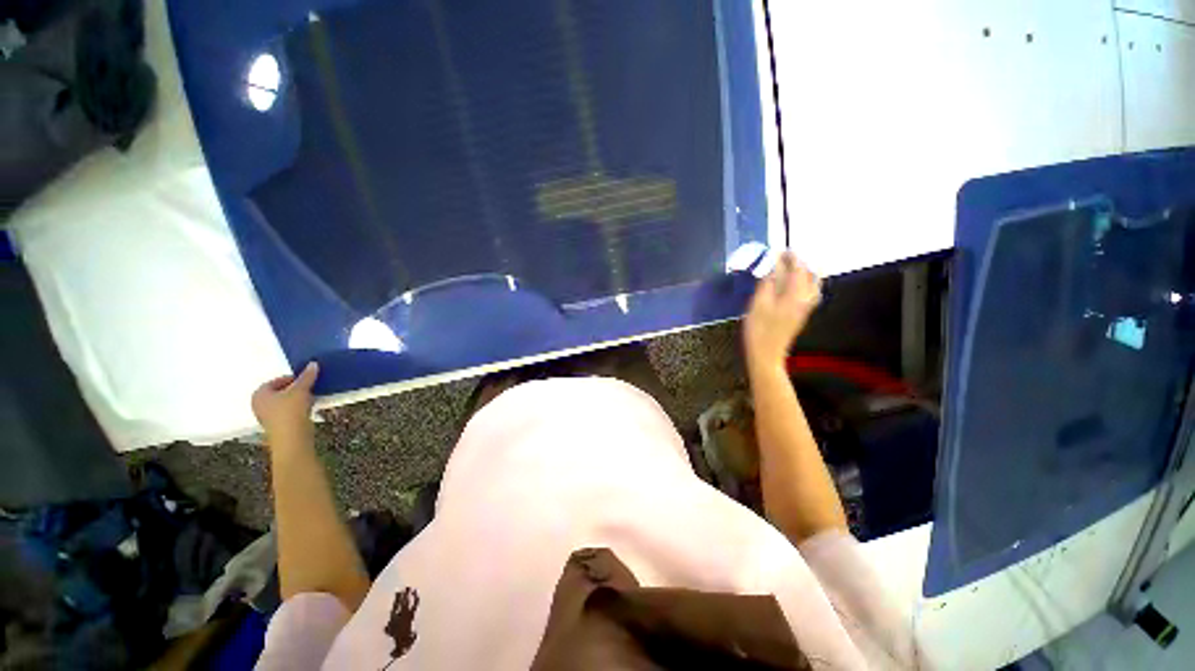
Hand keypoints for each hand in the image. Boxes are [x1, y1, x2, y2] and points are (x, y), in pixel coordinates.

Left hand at [252, 362, 318, 443]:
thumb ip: (307, 376)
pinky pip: (287, 412)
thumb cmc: (290, 411)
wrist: (291, 437)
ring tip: (311, 398)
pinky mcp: (277, 426)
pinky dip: (297, 409)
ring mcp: (267, 417)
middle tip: (309, 388)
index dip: (292, 379)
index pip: (276, 381)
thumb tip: (313, 364)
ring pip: (284, 403)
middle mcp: (259, 405)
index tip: (306, 379)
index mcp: (259, 394)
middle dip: (295, 389)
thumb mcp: (301, 390)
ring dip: (297, 399)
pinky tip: (308, 409)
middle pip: (280, 392)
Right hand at [744, 252, 820, 371]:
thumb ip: (767, 284)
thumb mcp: (758, 304)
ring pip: (813, 285)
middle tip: (786, 259)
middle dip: (800, 264)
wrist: (766, 355)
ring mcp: (805, 309)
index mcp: (795, 295)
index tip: (782, 251)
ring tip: (791, 269)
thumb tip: (773, 268)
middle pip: (811, 276)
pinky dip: (804, 284)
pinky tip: (794, 285)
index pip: (798, 270)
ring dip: (804, 274)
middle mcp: (805, 300)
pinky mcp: (801, 315)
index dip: (791, 258)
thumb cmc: (759, 330)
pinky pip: (809, 294)